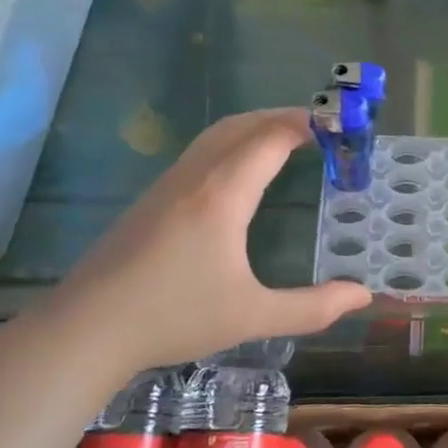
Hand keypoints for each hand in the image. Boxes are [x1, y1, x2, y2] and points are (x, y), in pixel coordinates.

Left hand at [45, 108, 372, 379]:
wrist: (84, 329)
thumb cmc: (173, 316)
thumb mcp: (252, 316)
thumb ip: (312, 307)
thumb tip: (363, 295)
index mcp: (223, 194)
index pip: (271, 138)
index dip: (308, 125)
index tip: (340, 126)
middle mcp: (195, 177)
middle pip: (243, 125)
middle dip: (284, 118)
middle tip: (321, 130)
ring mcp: (168, 185)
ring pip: (216, 135)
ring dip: (255, 128)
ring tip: (287, 142)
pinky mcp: (151, 199)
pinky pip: (200, 152)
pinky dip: (233, 144)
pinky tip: (241, 174)